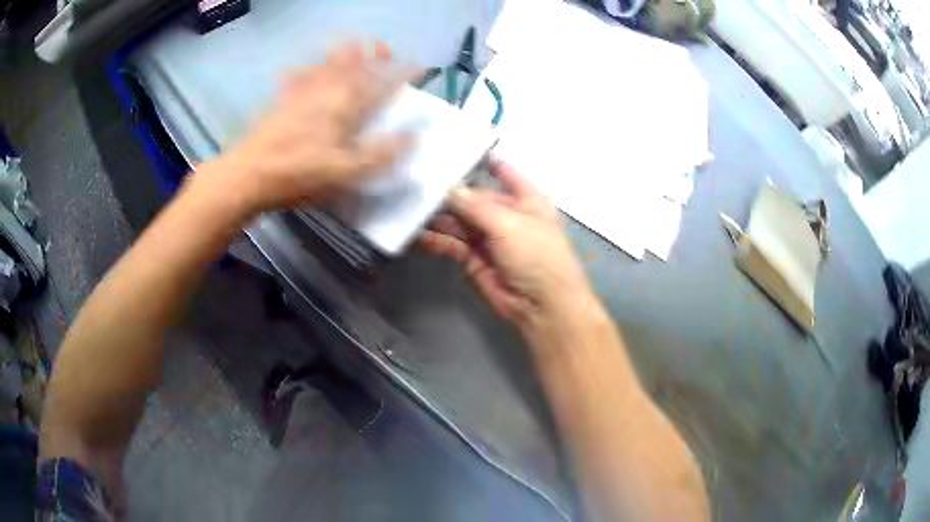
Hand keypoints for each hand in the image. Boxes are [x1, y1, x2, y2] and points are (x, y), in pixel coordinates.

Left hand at [208, 41, 412, 214]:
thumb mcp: (346, 172)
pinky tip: (304, 69)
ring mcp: (301, 93)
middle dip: (372, 51)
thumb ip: (381, 153)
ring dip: (343, 52)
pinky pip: (297, 77)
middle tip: (383, 48)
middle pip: (353, 62)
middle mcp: (326, 91)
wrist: (248, 175)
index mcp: (345, 106)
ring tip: (353, 45)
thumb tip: (414, 136)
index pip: (381, 82)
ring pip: (327, 63)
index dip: (402, 72)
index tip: (419, 66)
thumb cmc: (299, 173)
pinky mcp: (282, 101)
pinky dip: (305, 70)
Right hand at [420, 158, 595, 333]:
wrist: (541, 307)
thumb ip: (476, 206)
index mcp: (526, 199)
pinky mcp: (472, 258)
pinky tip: (413, 233)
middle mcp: (505, 214)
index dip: (481, 159)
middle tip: (414, 180)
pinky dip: (433, 239)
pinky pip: (450, 244)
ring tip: (406, 205)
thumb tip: (448, 188)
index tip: (452, 147)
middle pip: (472, 197)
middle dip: (447, 191)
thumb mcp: (510, 224)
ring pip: (457, 220)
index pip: (503, 172)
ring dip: (435, 215)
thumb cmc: (537, 256)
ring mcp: (488, 237)